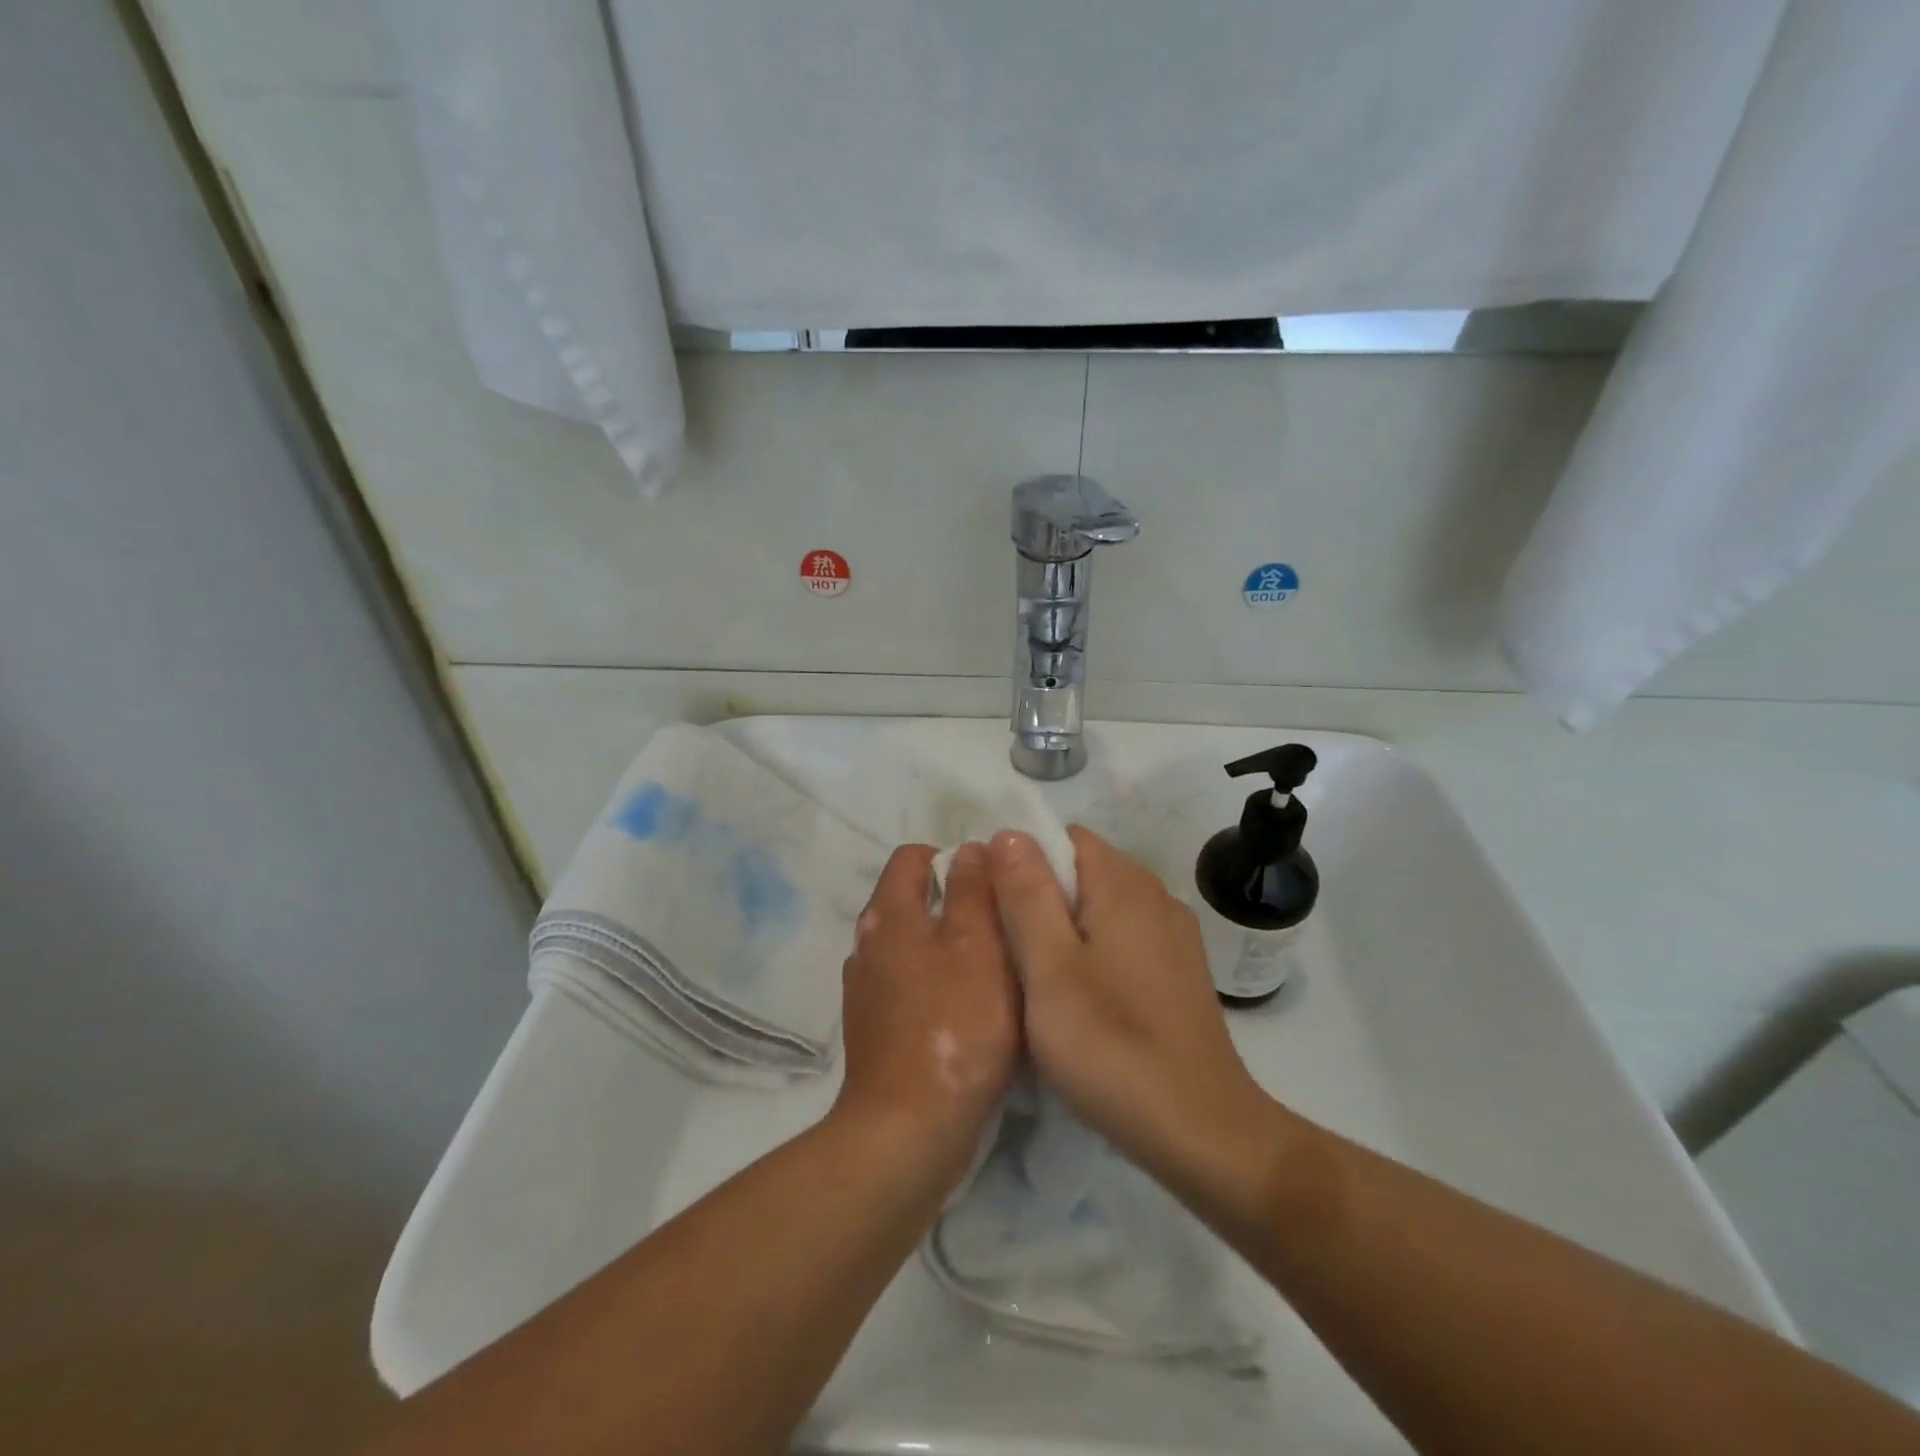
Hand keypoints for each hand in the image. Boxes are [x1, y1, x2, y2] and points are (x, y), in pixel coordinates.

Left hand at [833, 843, 1021, 1184]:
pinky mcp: (875, 1029)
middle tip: (1005, 928)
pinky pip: (911, 987)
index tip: (992, 885)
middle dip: (958, 906)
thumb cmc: (954, 1025)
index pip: (912, 857)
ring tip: (995, 971)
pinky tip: (970, 1013)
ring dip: (951, 949)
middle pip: (913, 902)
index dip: (953, 859)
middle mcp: (868, 944)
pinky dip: (938, 987)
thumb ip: (973, 890)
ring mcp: (867, 989)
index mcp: (888, 914)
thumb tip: (970, 848)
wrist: (908, 1129)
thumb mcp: (978, 945)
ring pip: (915, 947)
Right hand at [987, 826, 1269, 1180]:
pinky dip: (1094, 952)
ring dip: (1064, 928)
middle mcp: (1155, 897)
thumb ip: (1027, 894)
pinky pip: (1124, 939)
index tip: (994, 904)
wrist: (1200, 1129)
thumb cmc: (1111, 1044)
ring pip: (1102, 908)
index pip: (1065, 837)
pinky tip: (1079, 998)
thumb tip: (1009, 833)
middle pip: (1084, 871)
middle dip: (1039, 896)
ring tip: (1034, 975)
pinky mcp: (1180, 973)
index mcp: (1124, 884)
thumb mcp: (1049, 967)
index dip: (1022, 859)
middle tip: (1005, 947)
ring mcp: (1173, 936)